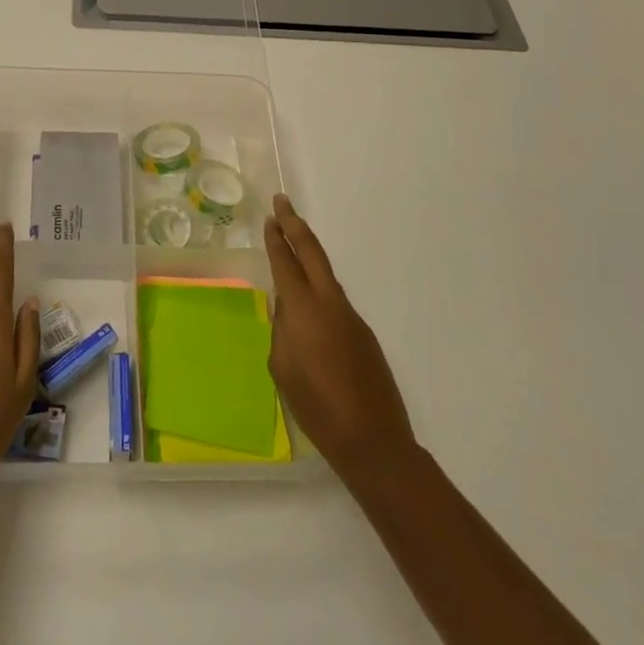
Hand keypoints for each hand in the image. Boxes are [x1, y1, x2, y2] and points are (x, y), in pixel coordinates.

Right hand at [264, 194, 415, 486]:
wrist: (373, 441)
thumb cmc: (317, 407)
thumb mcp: (282, 368)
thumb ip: (281, 330)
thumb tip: (286, 310)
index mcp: (305, 311)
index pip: (286, 263)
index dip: (277, 239)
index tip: (270, 218)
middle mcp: (330, 304)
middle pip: (312, 252)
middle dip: (295, 225)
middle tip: (282, 203)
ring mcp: (352, 317)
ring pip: (326, 275)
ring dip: (308, 256)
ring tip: (291, 247)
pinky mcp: (363, 334)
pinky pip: (335, 301)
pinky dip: (319, 289)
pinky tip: (309, 308)